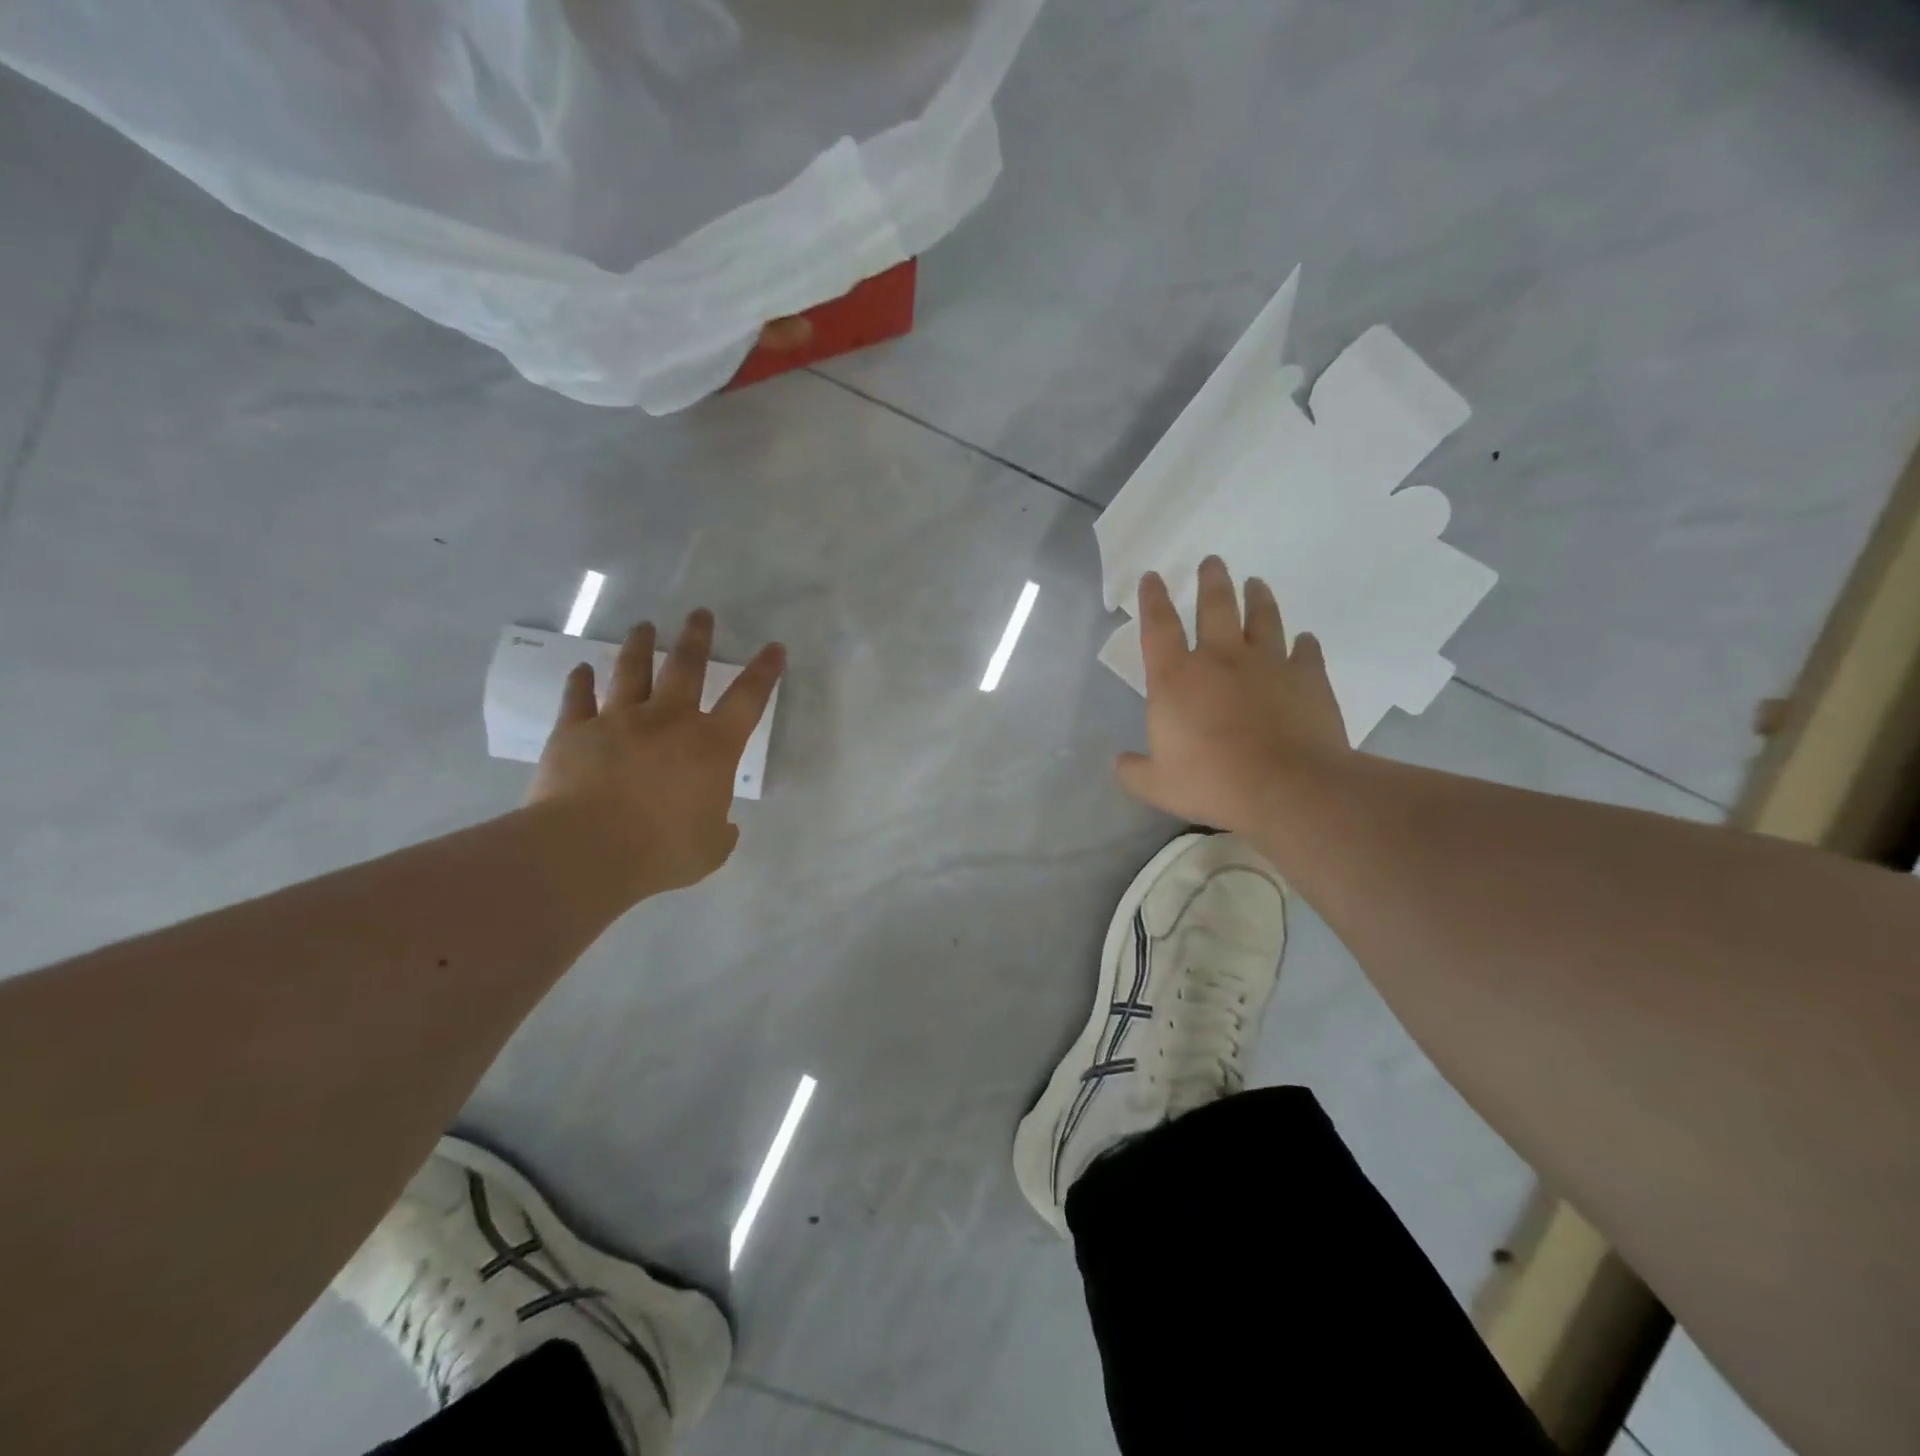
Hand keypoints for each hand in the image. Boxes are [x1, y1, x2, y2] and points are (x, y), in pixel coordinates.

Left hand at [529, 611, 784, 901]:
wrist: (586, 849)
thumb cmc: (661, 850)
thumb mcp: (710, 849)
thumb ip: (721, 832)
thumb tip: (723, 824)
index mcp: (711, 746)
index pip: (747, 699)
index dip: (764, 672)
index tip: (774, 647)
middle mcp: (668, 721)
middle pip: (686, 668)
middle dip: (696, 638)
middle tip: (700, 613)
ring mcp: (619, 720)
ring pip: (631, 671)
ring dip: (640, 646)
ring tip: (644, 626)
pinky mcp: (575, 732)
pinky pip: (578, 699)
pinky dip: (579, 682)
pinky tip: (581, 669)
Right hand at [1115, 557, 1349, 833]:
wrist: (1287, 787)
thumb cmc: (1212, 782)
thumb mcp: (1157, 786)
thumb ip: (1134, 771)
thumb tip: (1120, 762)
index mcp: (1176, 678)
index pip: (1158, 626)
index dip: (1152, 599)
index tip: (1153, 576)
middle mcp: (1221, 658)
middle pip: (1215, 606)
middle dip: (1211, 581)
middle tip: (1213, 562)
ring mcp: (1268, 664)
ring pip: (1263, 618)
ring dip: (1258, 597)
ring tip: (1257, 582)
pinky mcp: (1308, 678)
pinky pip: (1306, 652)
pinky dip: (1304, 644)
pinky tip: (1304, 640)